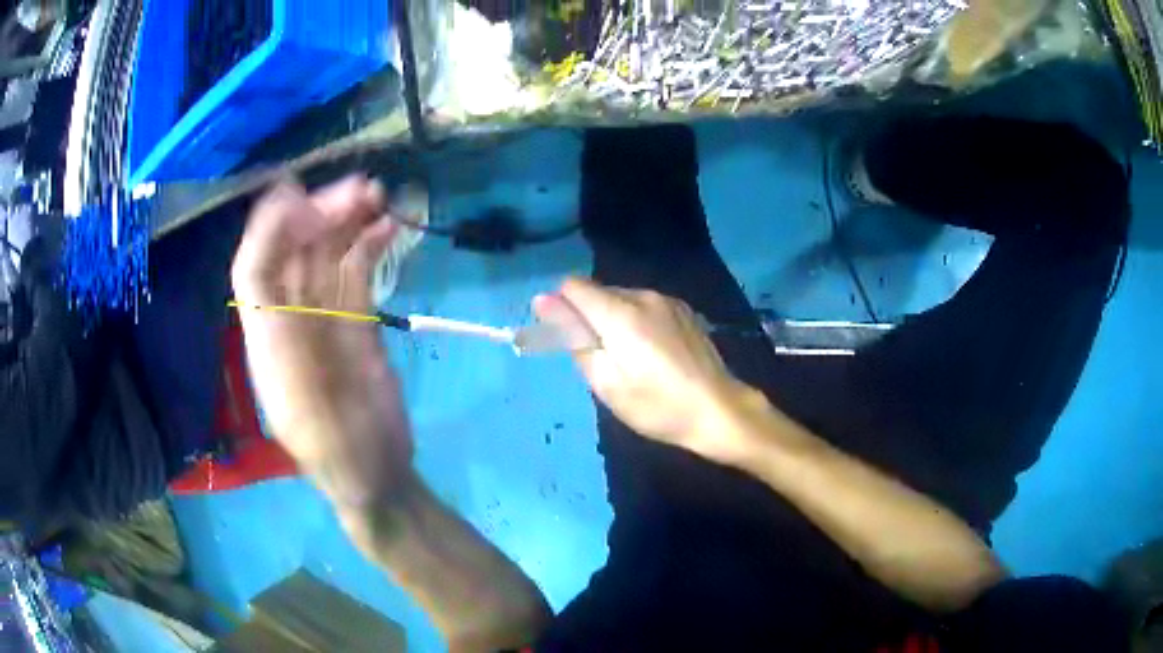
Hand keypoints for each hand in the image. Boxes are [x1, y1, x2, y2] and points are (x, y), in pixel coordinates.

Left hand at [232, 176, 411, 508]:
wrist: (380, 479)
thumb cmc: (346, 460)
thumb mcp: (319, 424)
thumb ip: (299, 369)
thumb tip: (282, 310)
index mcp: (269, 344)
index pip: (254, 273)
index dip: (269, 230)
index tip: (298, 193)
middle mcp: (290, 322)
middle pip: (293, 255)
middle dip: (319, 215)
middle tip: (361, 190)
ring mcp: (324, 320)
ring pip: (326, 257)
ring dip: (347, 222)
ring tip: (379, 197)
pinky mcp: (355, 324)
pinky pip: (356, 275)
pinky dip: (369, 247)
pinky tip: (388, 228)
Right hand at [534, 278, 752, 456]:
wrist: (719, 410)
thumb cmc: (657, 405)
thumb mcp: (606, 383)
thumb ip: (574, 337)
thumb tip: (544, 302)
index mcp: (620, 313)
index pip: (573, 286)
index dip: (562, 308)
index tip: (568, 338)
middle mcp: (643, 296)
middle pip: (598, 292)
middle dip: (589, 318)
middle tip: (602, 360)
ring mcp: (667, 300)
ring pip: (622, 299)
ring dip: (614, 320)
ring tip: (631, 360)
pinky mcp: (684, 310)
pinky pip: (645, 306)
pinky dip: (637, 322)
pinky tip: (654, 353)